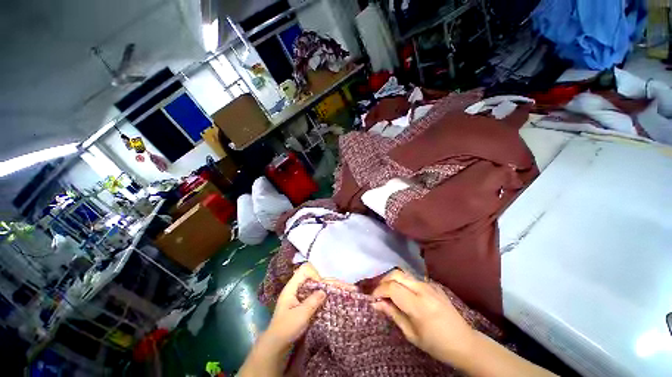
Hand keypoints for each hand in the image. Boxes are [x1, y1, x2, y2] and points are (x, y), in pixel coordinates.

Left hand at [241, 264, 357, 376]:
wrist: (276, 346)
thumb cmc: (286, 329)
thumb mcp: (300, 316)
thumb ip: (312, 302)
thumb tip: (324, 291)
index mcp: (292, 287)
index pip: (305, 270)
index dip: (315, 274)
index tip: (321, 287)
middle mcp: (297, 287)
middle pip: (314, 277)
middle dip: (328, 280)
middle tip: (345, 285)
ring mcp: (301, 295)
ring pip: (317, 285)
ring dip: (329, 286)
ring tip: (345, 289)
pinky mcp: (304, 302)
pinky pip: (316, 293)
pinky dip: (325, 294)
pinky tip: (334, 296)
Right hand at [372, 270, 475, 363]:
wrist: (465, 342)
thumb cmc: (436, 345)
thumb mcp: (411, 334)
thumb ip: (393, 314)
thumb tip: (376, 304)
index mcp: (418, 305)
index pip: (391, 287)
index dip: (378, 290)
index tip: (372, 298)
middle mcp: (423, 289)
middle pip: (396, 274)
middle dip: (383, 281)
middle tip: (377, 292)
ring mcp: (429, 285)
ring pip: (403, 273)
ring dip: (392, 279)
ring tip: (386, 291)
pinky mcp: (433, 285)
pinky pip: (412, 278)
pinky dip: (402, 281)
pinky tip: (402, 292)